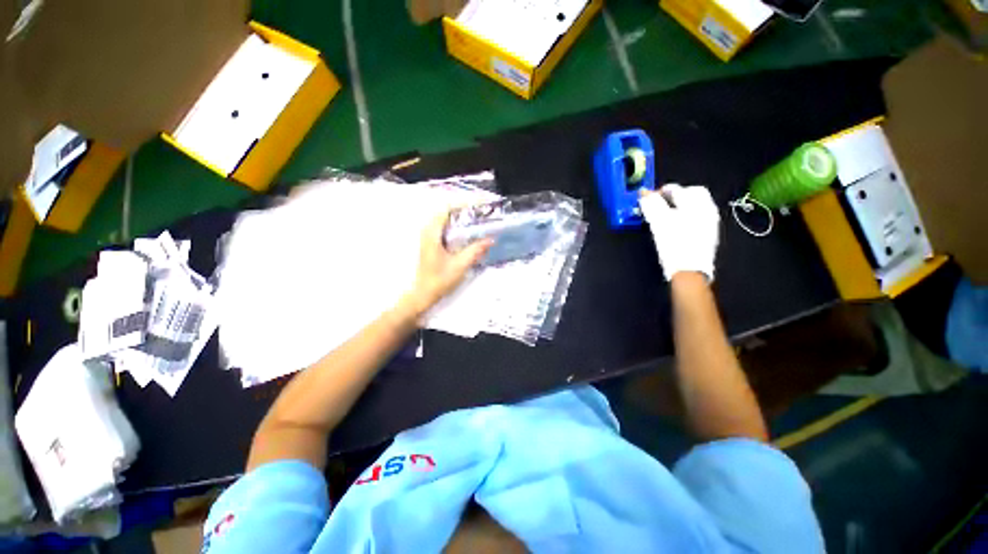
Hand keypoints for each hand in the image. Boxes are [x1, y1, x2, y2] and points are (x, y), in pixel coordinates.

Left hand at [404, 210, 491, 318]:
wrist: (423, 293)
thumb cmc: (439, 280)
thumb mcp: (460, 265)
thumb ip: (475, 250)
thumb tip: (491, 239)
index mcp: (432, 233)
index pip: (447, 209)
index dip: (463, 203)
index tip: (479, 204)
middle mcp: (428, 231)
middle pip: (446, 211)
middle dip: (464, 209)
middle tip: (482, 213)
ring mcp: (428, 236)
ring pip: (445, 219)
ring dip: (461, 218)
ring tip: (478, 220)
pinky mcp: (431, 243)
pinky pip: (444, 227)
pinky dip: (457, 226)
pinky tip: (468, 233)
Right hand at [639, 184, 719, 281]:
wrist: (689, 272)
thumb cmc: (674, 245)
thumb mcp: (659, 224)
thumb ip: (652, 206)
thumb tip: (644, 194)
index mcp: (697, 205)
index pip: (678, 189)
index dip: (661, 191)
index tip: (648, 198)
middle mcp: (707, 210)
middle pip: (692, 194)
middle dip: (674, 196)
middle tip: (658, 204)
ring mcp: (710, 223)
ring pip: (695, 206)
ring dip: (680, 206)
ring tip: (665, 215)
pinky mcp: (708, 235)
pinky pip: (698, 218)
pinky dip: (685, 216)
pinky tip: (676, 226)